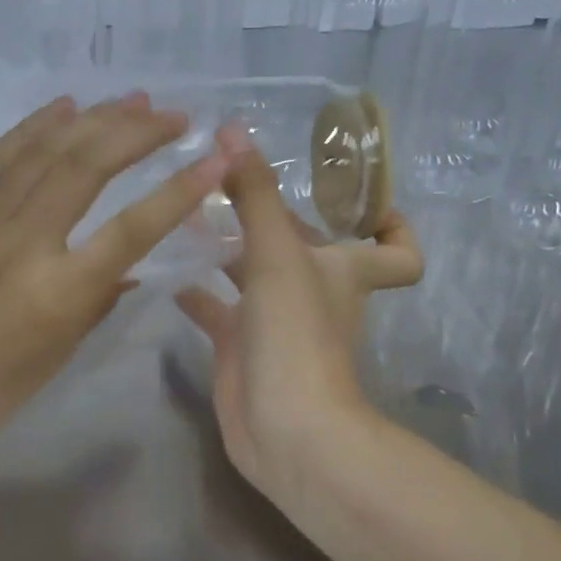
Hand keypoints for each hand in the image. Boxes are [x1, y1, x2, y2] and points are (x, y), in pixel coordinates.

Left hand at [0, 93, 227, 477]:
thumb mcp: (60, 352)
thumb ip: (101, 299)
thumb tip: (131, 264)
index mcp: (59, 292)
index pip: (134, 228)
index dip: (180, 190)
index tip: (216, 157)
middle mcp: (22, 243)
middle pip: (87, 166)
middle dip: (137, 131)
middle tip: (175, 115)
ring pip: (44, 150)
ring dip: (93, 118)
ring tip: (133, 98)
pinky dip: (34, 125)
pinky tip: (62, 106)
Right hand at [176, 127, 422, 499]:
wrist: (285, 430)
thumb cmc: (298, 335)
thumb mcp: (278, 255)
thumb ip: (255, 193)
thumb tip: (231, 130)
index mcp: (343, 269)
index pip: (396, 248)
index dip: (391, 222)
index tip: (353, 192)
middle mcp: (314, 291)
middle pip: (302, 245)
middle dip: (268, 213)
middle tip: (220, 175)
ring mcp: (275, 321)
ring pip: (253, 272)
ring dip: (225, 246)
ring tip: (183, 211)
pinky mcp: (241, 347)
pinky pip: (217, 309)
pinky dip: (196, 290)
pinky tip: (164, 267)